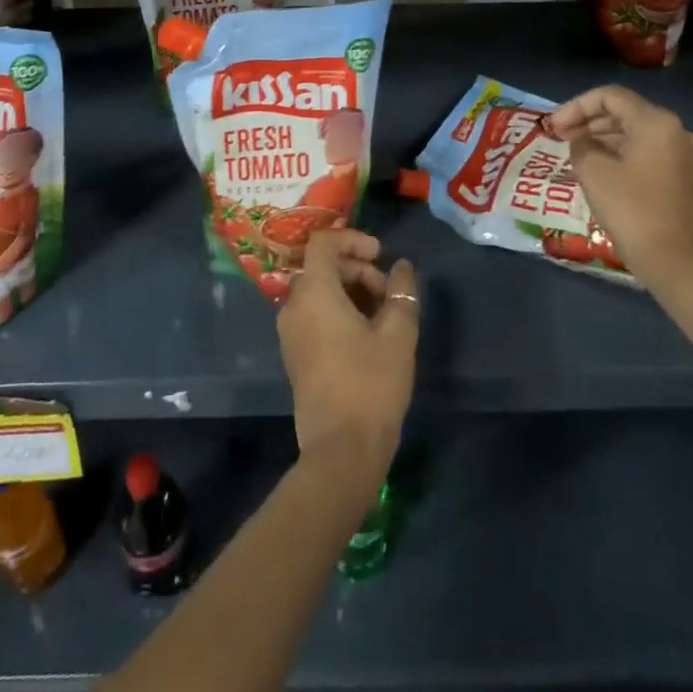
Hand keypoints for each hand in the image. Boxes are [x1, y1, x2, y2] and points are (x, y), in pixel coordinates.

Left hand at [277, 230, 417, 483]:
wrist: (341, 452)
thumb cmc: (371, 385)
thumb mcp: (398, 335)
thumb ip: (402, 292)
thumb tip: (402, 267)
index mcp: (314, 293)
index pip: (323, 242)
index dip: (352, 239)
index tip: (380, 255)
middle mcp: (293, 305)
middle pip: (322, 266)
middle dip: (357, 268)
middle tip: (388, 291)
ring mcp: (290, 332)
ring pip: (318, 291)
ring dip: (350, 290)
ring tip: (383, 314)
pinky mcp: (294, 354)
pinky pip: (313, 314)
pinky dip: (338, 310)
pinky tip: (367, 334)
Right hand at [550, 85, 692, 289]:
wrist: (677, 262)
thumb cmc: (632, 210)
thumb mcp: (593, 172)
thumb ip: (581, 145)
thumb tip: (583, 142)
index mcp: (655, 122)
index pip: (610, 97)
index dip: (576, 106)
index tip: (554, 127)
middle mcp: (676, 131)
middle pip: (625, 112)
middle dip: (589, 121)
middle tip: (560, 136)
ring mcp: (684, 156)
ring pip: (636, 133)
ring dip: (603, 138)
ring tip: (575, 152)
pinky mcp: (684, 178)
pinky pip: (647, 153)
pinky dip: (621, 154)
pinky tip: (600, 168)